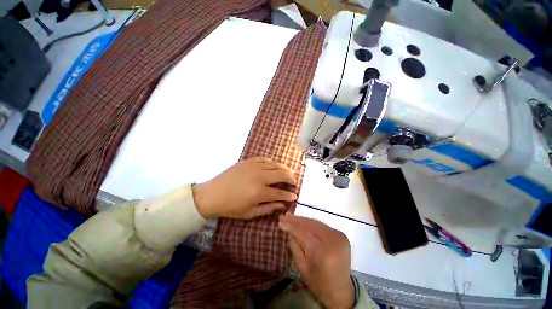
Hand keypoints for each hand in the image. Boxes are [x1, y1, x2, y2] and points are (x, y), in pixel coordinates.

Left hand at [192, 157, 297, 219]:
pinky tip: (275, 166)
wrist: (212, 194)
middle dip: (291, 178)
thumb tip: (283, 205)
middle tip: (294, 182)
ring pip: (275, 165)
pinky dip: (272, 162)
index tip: (295, 196)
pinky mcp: (248, 161)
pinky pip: (264, 159)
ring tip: (289, 172)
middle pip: (281, 175)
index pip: (280, 193)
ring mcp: (253, 167)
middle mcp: (259, 177)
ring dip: (285, 168)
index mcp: (259, 192)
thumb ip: (269, 208)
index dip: (289, 195)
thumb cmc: (231, 207)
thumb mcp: (250, 213)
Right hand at [279, 213, 354, 308]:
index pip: (304, 233)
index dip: (291, 226)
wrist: (340, 289)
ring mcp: (339, 236)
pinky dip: (311, 223)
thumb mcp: (301, 267)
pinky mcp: (341, 234)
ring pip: (316, 223)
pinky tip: (302, 221)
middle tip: (284, 216)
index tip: (280, 221)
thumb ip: (294, 245)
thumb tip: (287, 228)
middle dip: (296, 220)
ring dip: (302, 219)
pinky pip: (322, 225)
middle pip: (311, 225)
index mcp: (324, 254)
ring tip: (290, 216)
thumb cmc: (318, 282)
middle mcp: (334, 241)